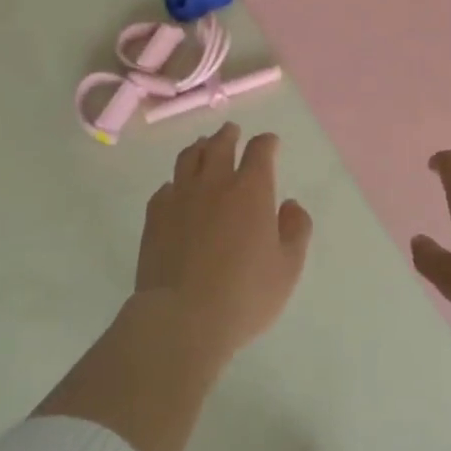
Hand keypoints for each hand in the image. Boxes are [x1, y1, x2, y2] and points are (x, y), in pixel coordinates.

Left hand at [135, 124, 312, 359]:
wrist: (181, 319)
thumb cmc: (244, 295)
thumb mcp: (288, 268)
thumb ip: (296, 230)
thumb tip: (290, 204)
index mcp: (251, 190)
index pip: (260, 150)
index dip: (267, 142)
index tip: (271, 143)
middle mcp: (215, 183)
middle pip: (220, 144)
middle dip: (229, 135)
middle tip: (232, 131)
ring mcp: (181, 197)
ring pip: (189, 158)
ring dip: (200, 148)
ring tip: (203, 147)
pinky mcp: (155, 216)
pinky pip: (165, 188)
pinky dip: (175, 183)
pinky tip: (177, 190)